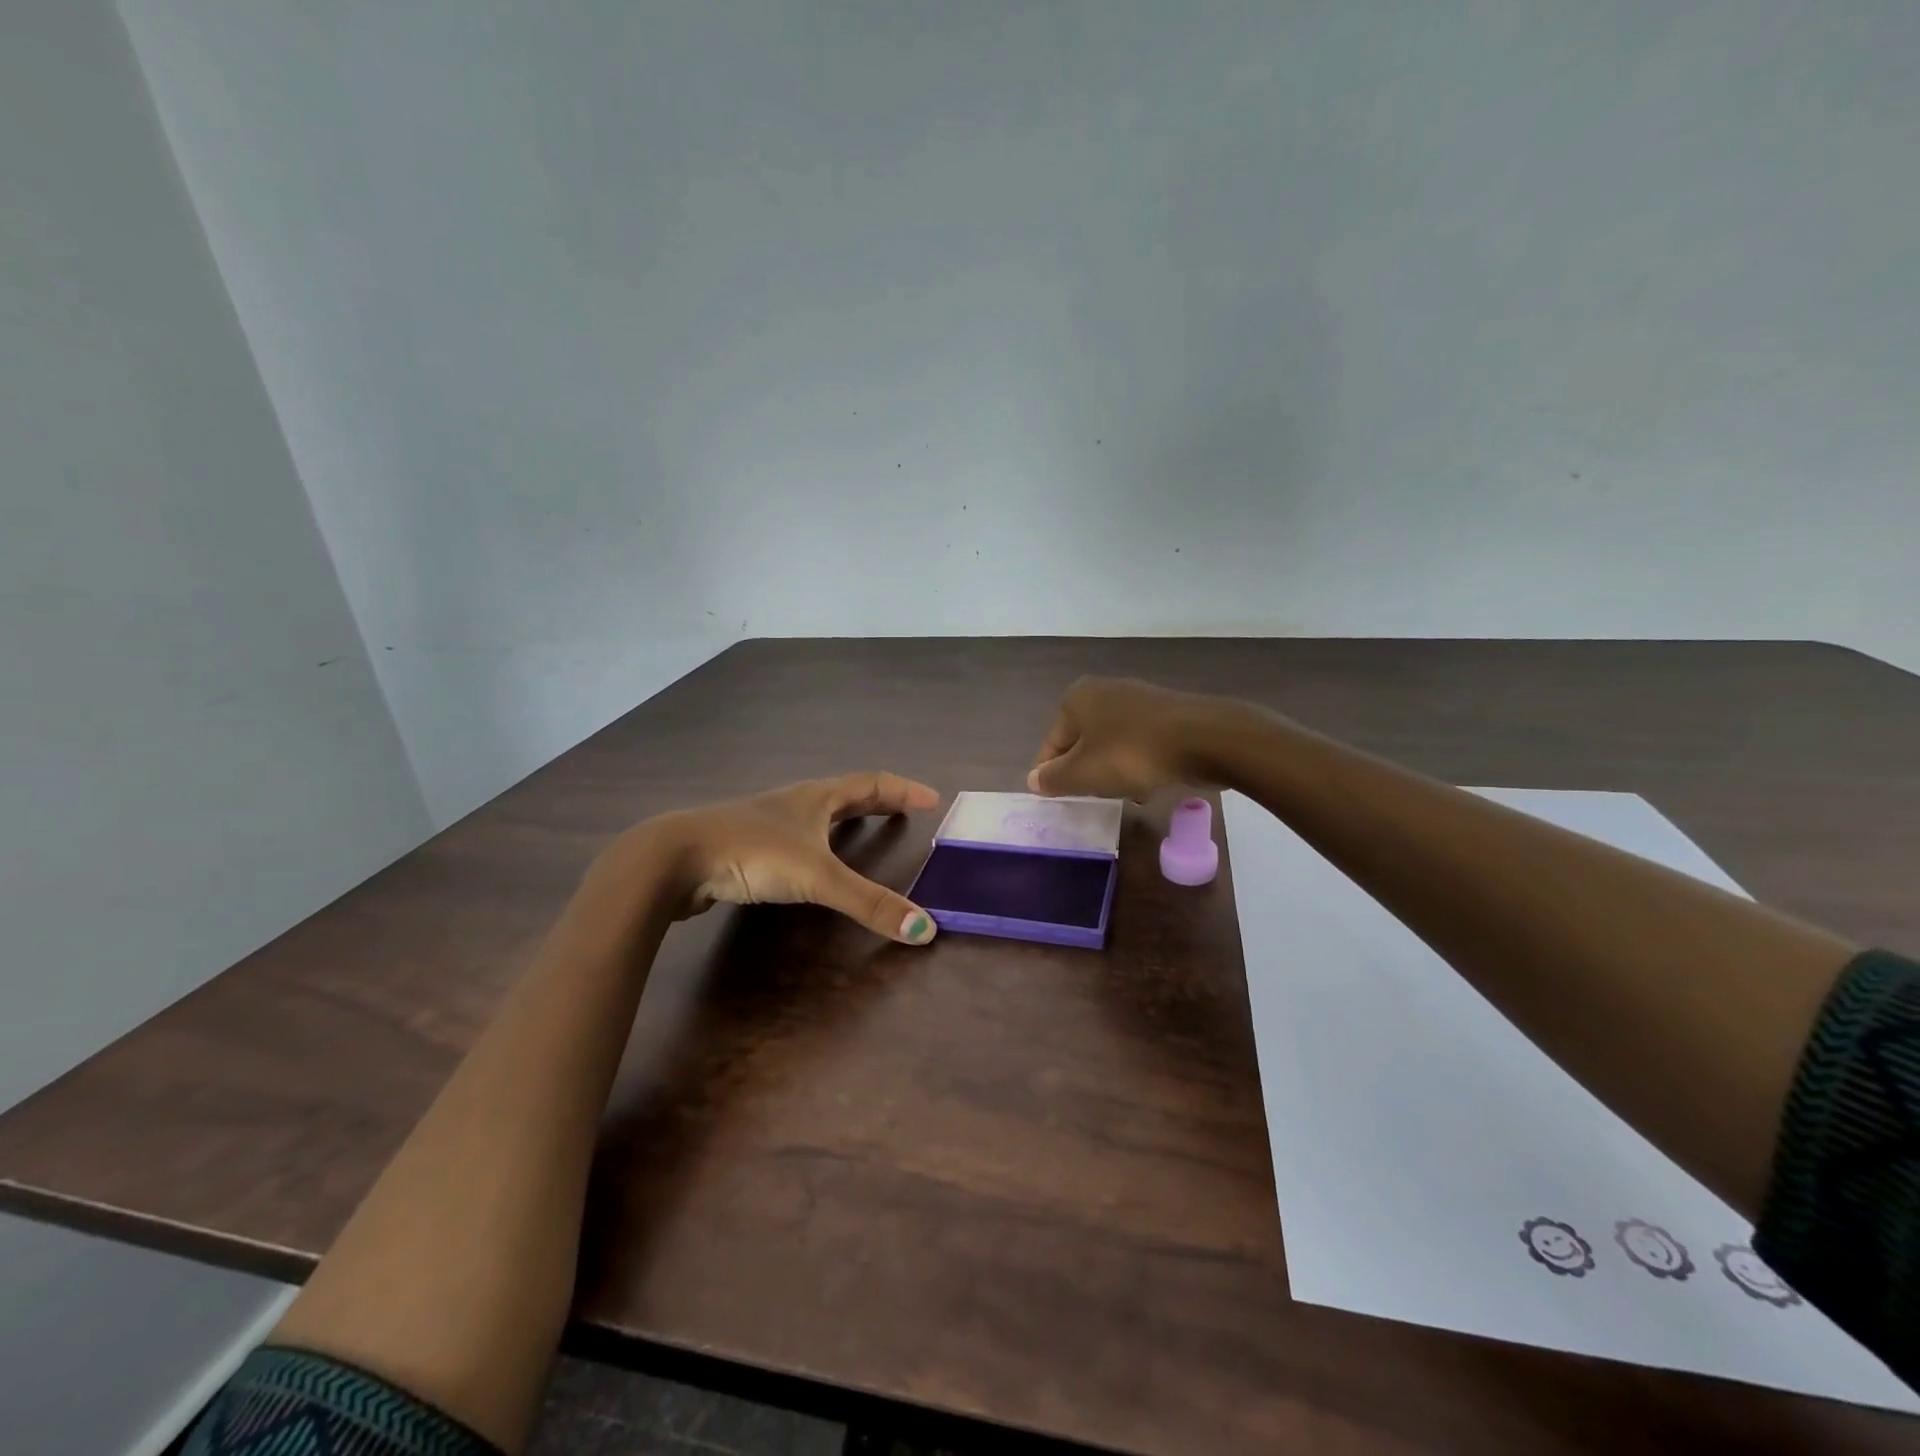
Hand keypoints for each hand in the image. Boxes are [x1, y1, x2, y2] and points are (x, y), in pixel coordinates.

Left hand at [610, 773, 942, 944]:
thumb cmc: (752, 853)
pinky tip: (806, 863)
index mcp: (816, 798)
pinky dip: (815, 843)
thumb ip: (869, 903)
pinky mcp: (744, 846)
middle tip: (904, 811)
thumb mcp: (817, 877)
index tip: (932, 800)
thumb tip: (926, 930)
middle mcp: (794, 803)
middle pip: (845, 794)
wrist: (675, 858)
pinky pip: (793, 838)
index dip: (904, 791)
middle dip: (878, 801)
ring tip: (860, 831)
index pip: (871, 784)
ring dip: (844, 819)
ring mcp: (766, 823)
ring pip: (815, 814)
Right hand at [1028, 676, 1228, 800]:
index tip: (1058, 800)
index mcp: (1077, 698)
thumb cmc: (1132, 754)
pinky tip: (1149, 785)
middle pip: (1083, 743)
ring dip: (1114, 771)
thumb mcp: (1083, 773)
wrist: (1204, 739)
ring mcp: (1139, 700)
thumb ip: (1054, 779)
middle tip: (1093, 799)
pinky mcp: (1167, 714)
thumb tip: (1034, 780)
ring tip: (1124, 795)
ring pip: (1112, 745)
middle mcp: (1105, 691)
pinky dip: (1139, 764)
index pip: (1051, 744)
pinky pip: (1141, 744)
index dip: (1050, 774)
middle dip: (1086, 773)